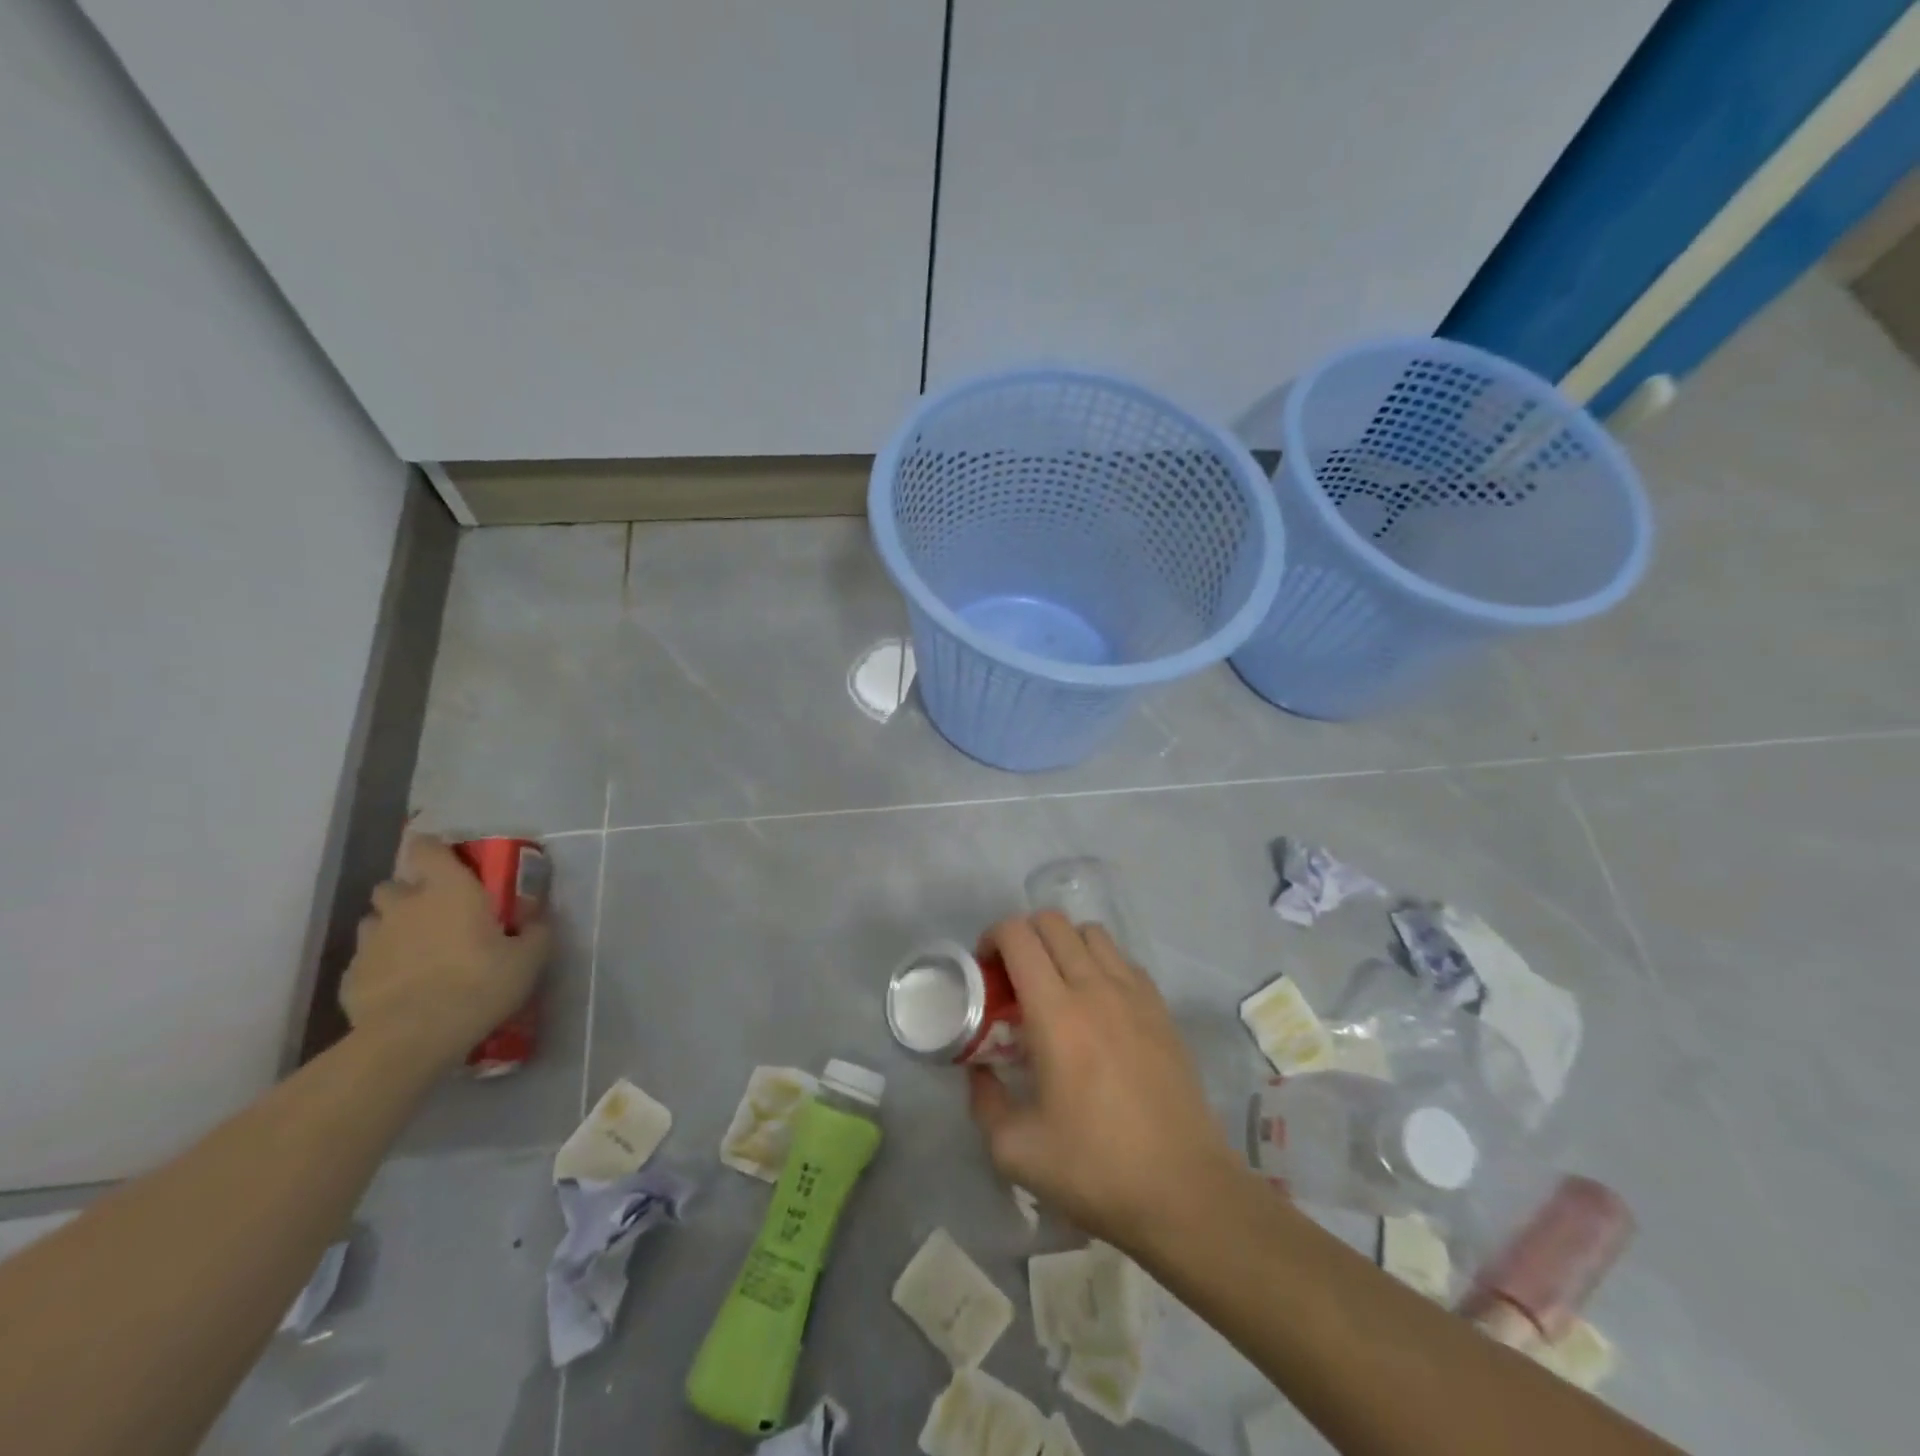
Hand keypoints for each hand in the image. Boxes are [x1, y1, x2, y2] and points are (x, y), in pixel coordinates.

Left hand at [342, 835, 551, 1068]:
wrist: (413, 1037)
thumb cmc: (479, 984)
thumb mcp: (529, 958)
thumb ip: (535, 931)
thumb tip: (537, 918)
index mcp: (448, 889)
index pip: (427, 848)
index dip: (433, 849)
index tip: (447, 859)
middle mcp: (404, 905)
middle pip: (393, 885)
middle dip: (409, 894)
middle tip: (435, 914)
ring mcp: (371, 941)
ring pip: (374, 921)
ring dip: (392, 928)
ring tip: (416, 951)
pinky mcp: (351, 977)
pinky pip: (366, 961)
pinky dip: (381, 965)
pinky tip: (400, 986)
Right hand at [966, 911, 1242, 1250]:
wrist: (1184, 1192)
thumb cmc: (1095, 1169)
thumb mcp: (1015, 1150)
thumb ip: (984, 1101)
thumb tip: (979, 1071)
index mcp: (1055, 1013)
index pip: (1018, 936)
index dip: (992, 938)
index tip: (984, 971)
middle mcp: (1095, 988)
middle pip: (1053, 922)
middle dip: (1024, 936)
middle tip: (1013, 978)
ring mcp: (1135, 994)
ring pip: (1092, 933)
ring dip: (1064, 944)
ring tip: (1055, 985)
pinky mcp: (1162, 1009)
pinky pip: (1123, 960)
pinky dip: (1100, 963)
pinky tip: (1097, 1005)